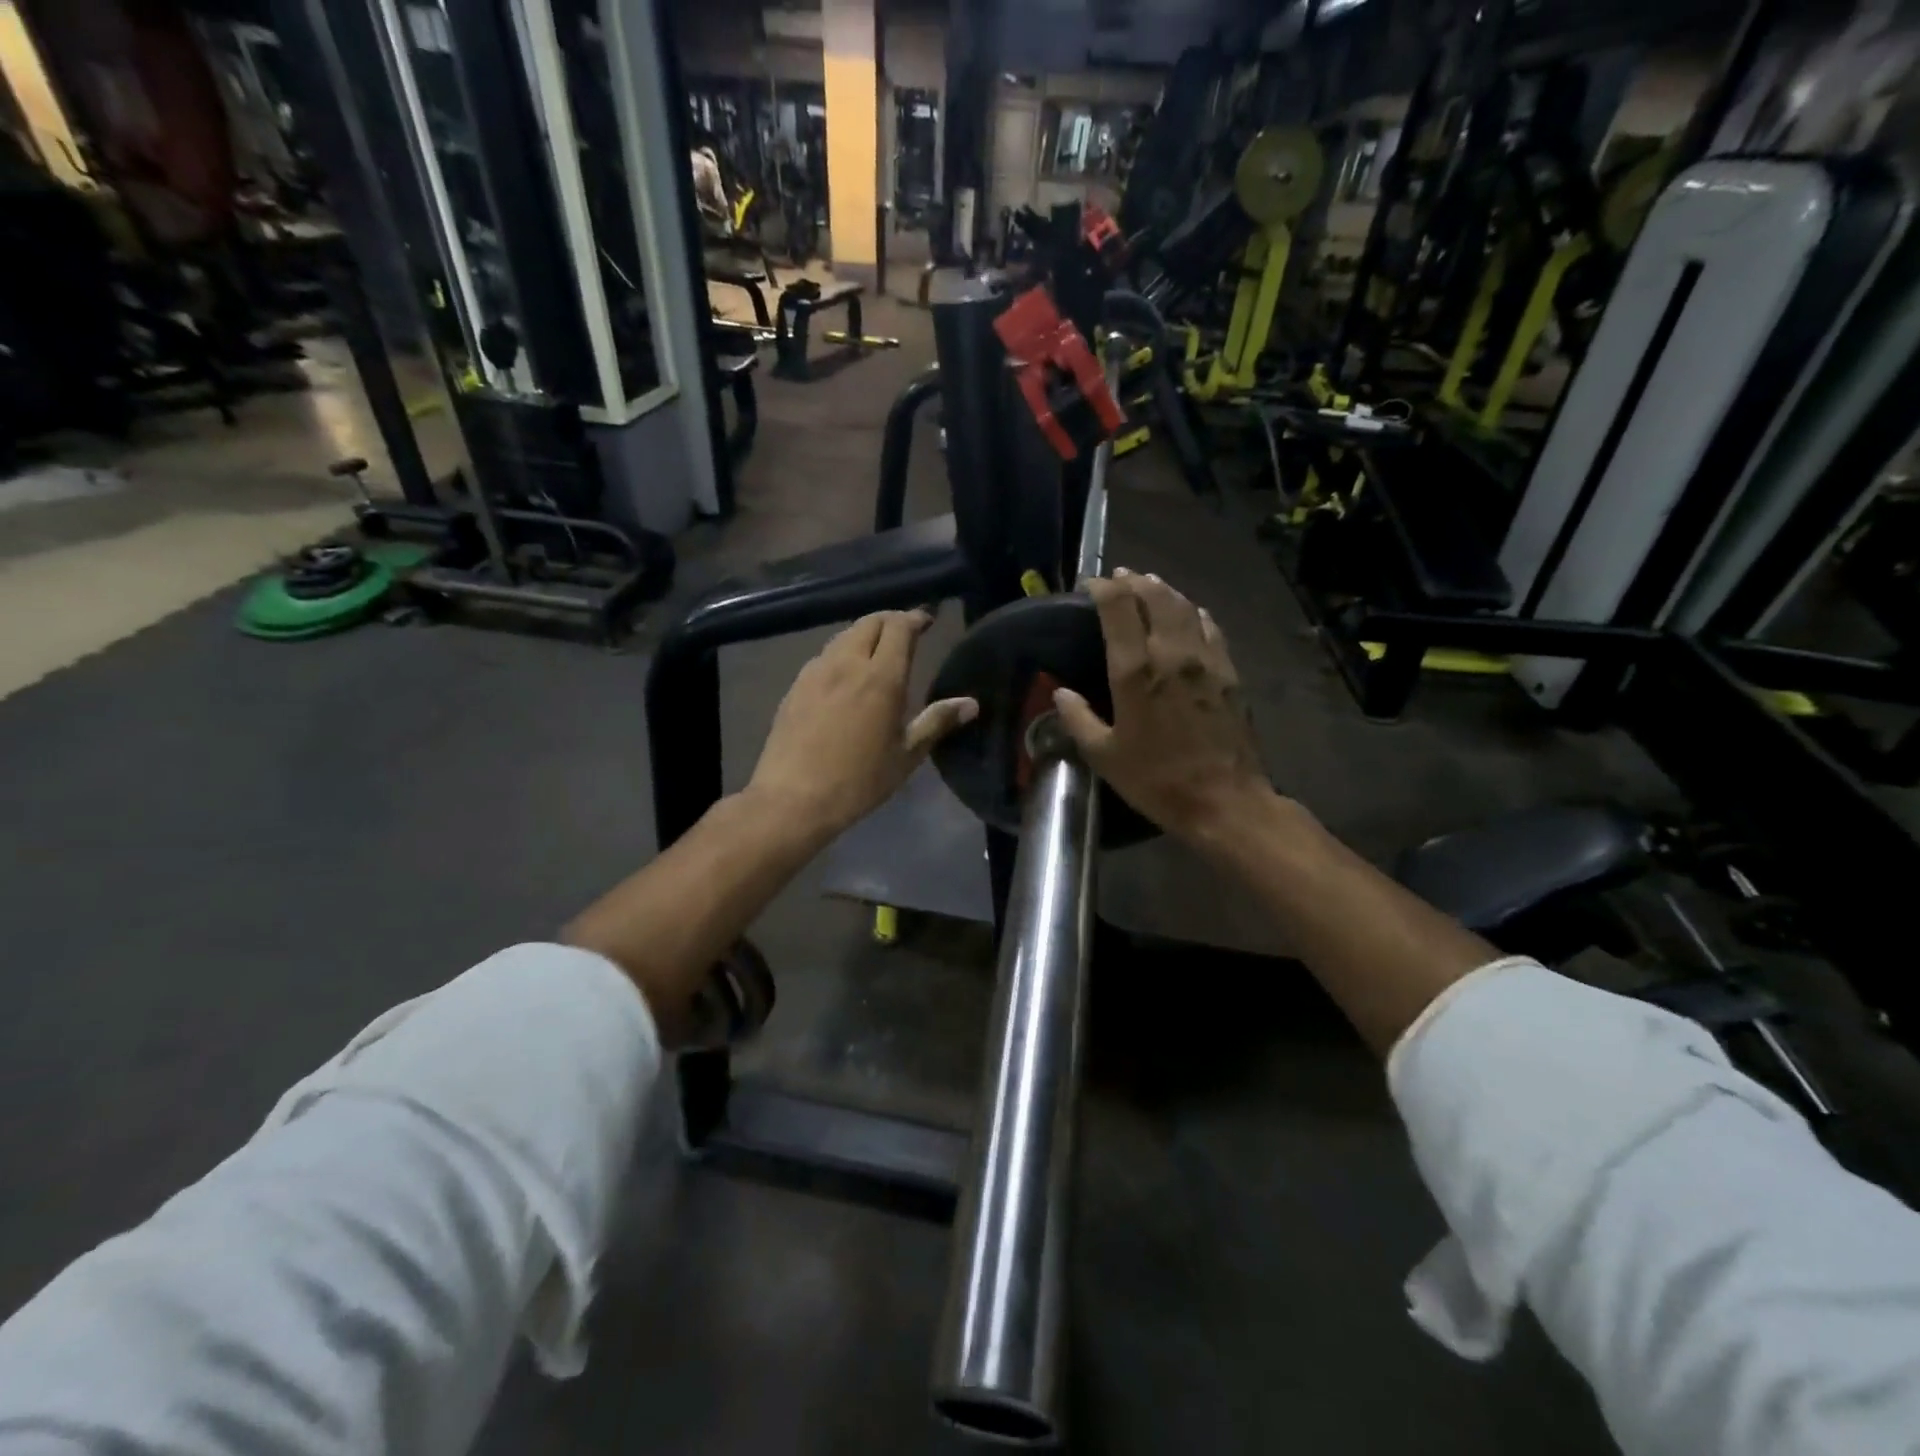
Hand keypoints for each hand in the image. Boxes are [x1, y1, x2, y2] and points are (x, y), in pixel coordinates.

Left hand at [747, 610, 976, 841]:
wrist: (793, 798)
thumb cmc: (859, 781)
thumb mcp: (906, 755)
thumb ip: (937, 722)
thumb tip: (971, 704)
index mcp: (881, 677)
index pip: (899, 628)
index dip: (915, 618)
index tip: (927, 621)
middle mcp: (847, 664)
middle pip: (870, 623)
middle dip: (891, 621)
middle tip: (906, 633)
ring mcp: (816, 672)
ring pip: (844, 637)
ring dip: (864, 635)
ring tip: (876, 651)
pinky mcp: (795, 686)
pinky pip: (824, 657)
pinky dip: (842, 654)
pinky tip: (845, 676)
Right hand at [1053, 570, 1272, 844]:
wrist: (1224, 800)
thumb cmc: (1157, 780)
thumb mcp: (1104, 757)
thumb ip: (1078, 719)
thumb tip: (1061, 694)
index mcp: (1135, 671)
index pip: (1118, 607)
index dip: (1102, 588)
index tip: (1089, 586)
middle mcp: (1172, 654)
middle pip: (1155, 596)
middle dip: (1134, 581)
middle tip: (1119, 578)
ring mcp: (1206, 660)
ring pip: (1185, 606)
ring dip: (1164, 590)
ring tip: (1149, 584)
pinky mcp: (1229, 672)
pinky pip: (1211, 627)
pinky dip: (1194, 612)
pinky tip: (1190, 613)